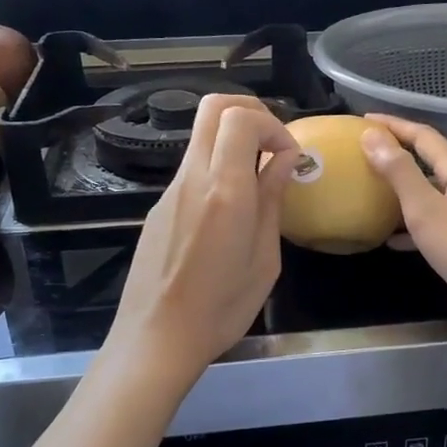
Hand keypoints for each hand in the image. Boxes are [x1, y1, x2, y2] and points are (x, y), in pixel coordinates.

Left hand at [106, 95, 300, 381]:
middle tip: (273, 145)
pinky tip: (229, 213)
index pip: (240, 117)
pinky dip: (217, 169)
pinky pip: (191, 170)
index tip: (289, 157)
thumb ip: (272, 201)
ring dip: (233, 143)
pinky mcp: (159, 208)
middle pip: (212, 108)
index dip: (272, 124)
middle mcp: (192, 179)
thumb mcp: (264, 259)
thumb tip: (284, 160)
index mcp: (224, 191)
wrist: (156, 338)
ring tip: (258, 182)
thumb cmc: (221, 308)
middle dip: (250, 112)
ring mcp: (170, 192)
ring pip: (200, 138)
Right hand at [360, 116, 446, 337]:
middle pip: (428, 162)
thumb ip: (399, 172)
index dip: (394, 125)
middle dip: (397, 155)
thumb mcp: (426, 209)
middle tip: (364, 154)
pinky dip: (410, 226)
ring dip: (401, 190)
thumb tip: (372, 136)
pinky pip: (432, 224)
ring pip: (429, 194)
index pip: (423, 137)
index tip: (364, 120)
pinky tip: (391, 240)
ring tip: (370, 193)